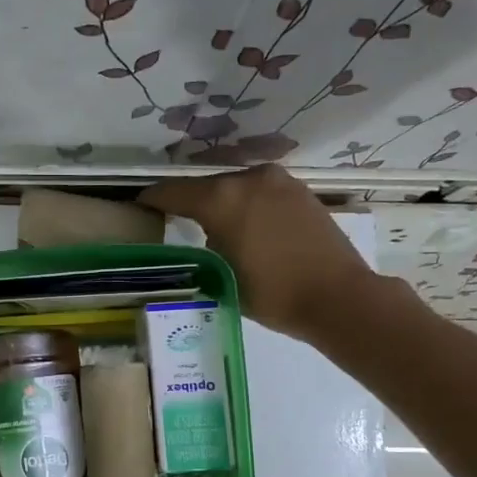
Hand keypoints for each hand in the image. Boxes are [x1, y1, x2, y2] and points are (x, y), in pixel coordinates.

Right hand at [140, 165, 381, 341]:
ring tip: (215, 228)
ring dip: (222, 204)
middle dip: (190, 203)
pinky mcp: (299, 191)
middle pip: (206, 187)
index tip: (138, 206)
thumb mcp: (222, 274)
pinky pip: (260, 193)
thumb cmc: (273, 293)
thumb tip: (207, 235)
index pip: (173, 192)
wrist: (338, 297)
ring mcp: (278, 181)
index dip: (152, 199)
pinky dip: (248, 206)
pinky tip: (248, 228)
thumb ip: (206, 246)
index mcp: (222, 199)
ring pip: (235, 188)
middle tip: (176, 222)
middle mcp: (248, 179)